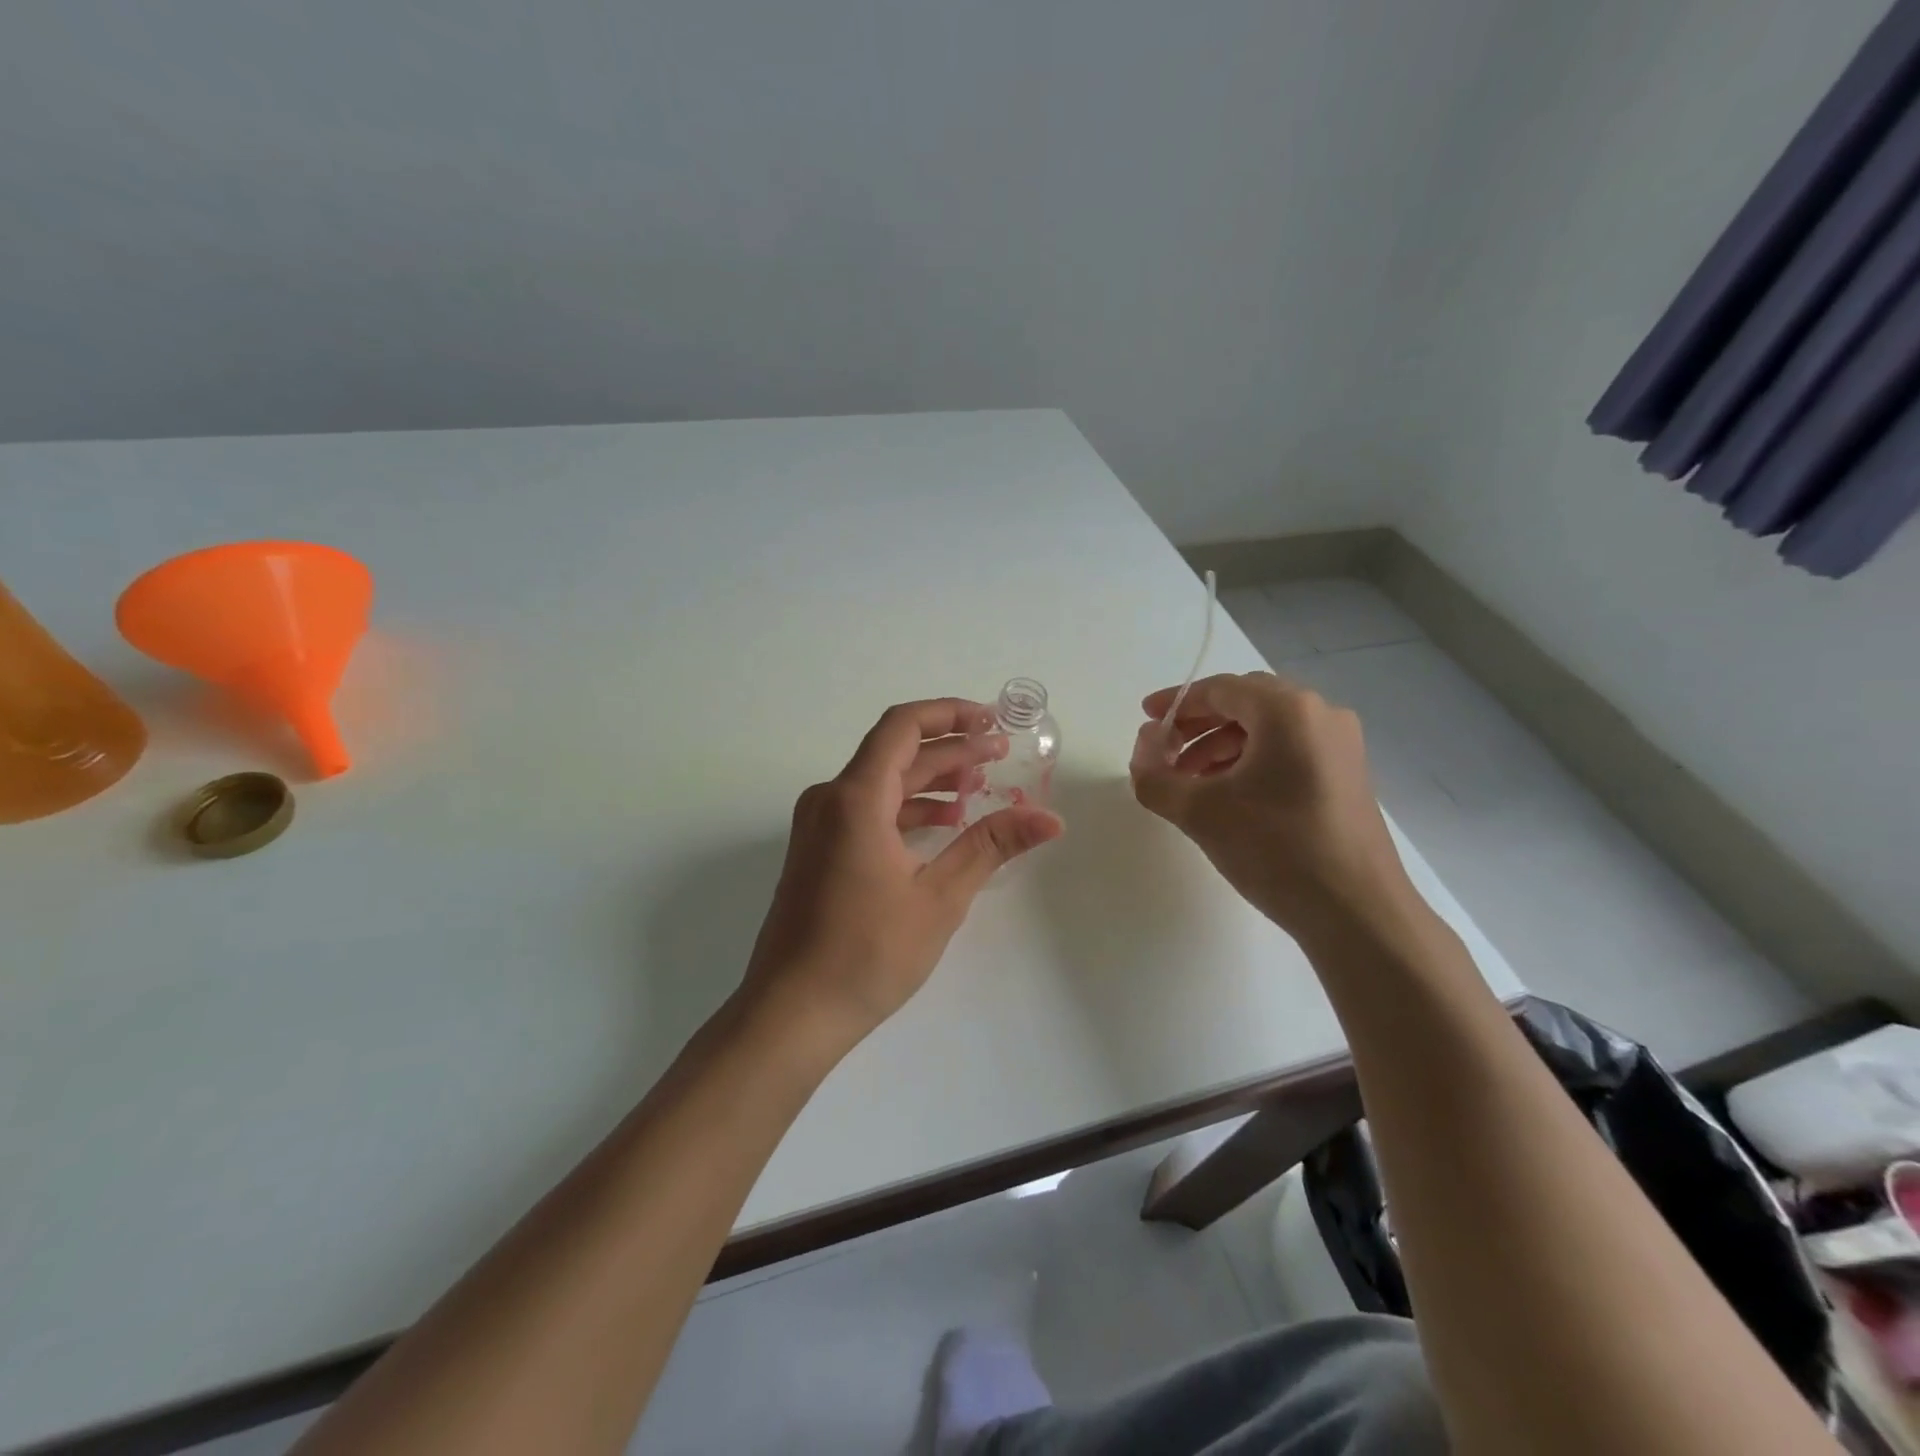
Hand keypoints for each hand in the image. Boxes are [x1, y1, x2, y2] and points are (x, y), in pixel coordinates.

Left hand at [743, 698, 1063, 1047]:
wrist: (791, 1013)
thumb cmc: (867, 953)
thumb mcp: (940, 897)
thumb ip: (992, 846)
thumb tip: (1050, 819)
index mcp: (855, 798)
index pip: (903, 727)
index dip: (949, 714)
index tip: (991, 720)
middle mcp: (830, 799)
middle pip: (895, 753)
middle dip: (950, 749)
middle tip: (999, 754)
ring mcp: (818, 826)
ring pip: (882, 782)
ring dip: (930, 779)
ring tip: (979, 788)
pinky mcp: (818, 851)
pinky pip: (867, 810)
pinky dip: (907, 807)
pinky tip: (942, 824)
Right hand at [1129, 672, 1414, 938]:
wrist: (1358, 914)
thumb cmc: (1276, 849)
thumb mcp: (1200, 812)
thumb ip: (1155, 776)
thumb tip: (1142, 752)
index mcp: (1288, 710)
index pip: (1219, 689)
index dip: (1175, 703)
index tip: (1145, 721)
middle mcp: (1320, 714)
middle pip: (1245, 703)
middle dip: (1198, 725)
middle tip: (1164, 752)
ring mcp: (1340, 745)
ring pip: (1267, 729)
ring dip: (1221, 746)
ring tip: (1189, 782)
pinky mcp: (1346, 775)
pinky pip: (1288, 751)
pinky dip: (1250, 762)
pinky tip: (1227, 795)